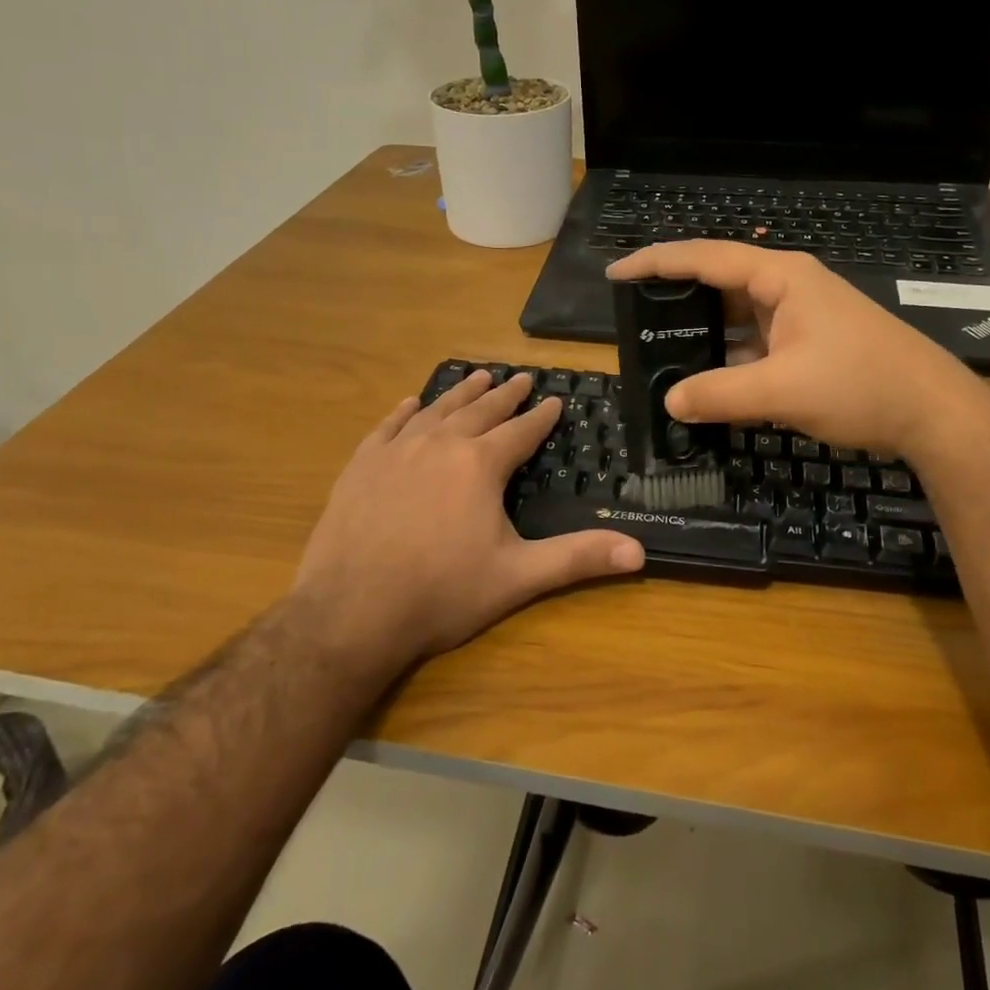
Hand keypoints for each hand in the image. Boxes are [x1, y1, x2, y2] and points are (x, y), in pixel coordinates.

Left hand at [294, 371, 644, 669]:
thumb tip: (639, 552)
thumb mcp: (518, 577)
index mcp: (480, 465)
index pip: (520, 431)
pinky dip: (403, 412)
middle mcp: (440, 445)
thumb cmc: (442, 593)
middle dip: (504, 395)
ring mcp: (395, 452)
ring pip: (436, 410)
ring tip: (478, 377)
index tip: (554, 400)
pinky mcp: (361, 467)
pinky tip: (410, 404)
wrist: (350, 613)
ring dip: (460, 393)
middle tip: (520, 378)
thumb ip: (578, 558)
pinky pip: (387, 427)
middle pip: (480, 411)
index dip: (540, 416)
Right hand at [608, 242, 988, 457]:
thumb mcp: (783, 390)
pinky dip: (727, 359)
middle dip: (675, 299)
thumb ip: (720, 395)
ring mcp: (800, 317)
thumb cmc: (861, 385)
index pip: (705, 257)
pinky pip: (754, 344)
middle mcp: (787, 288)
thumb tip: (670, 403)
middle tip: (633, 320)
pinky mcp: (808, 345)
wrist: (932, 413)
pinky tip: (706, 380)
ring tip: (658, 353)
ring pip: (736, 318)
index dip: (657, 262)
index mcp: (780, 278)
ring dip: (702, 334)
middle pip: (718, 284)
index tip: (616, 272)